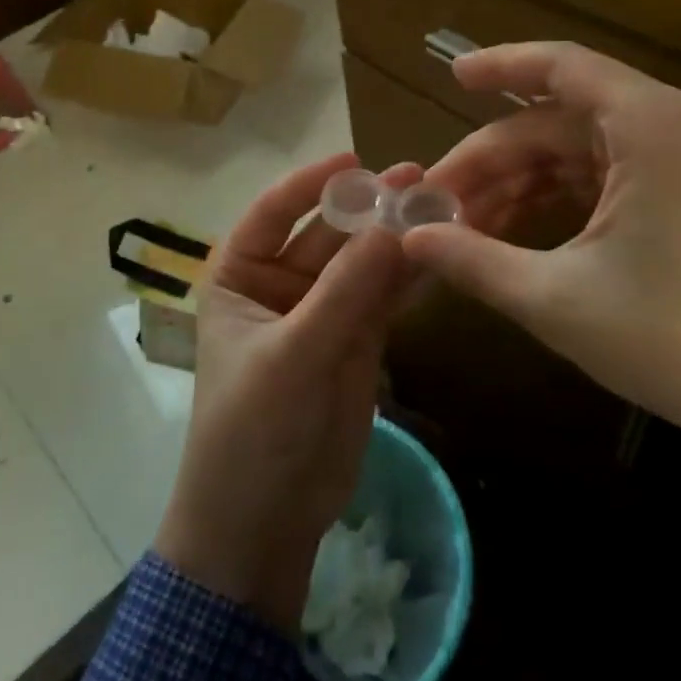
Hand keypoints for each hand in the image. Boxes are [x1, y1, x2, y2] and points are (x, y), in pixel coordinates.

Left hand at [154, 154, 417, 631]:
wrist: (265, 522)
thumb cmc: (254, 431)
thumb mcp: (294, 356)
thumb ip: (344, 292)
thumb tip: (393, 226)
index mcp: (239, 277)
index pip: (271, 213)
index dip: (310, 182)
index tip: (356, 158)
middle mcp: (279, 286)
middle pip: (327, 233)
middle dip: (368, 208)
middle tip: (419, 178)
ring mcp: (321, 313)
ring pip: (361, 263)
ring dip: (396, 238)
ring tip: (442, 205)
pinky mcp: (356, 342)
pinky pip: (383, 298)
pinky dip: (409, 277)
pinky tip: (442, 253)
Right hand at [403, 42, 680, 450]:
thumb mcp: (558, 300)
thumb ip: (475, 261)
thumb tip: (410, 239)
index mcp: (649, 125)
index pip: (559, 67)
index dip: (498, 67)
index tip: (450, 78)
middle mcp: (672, 121)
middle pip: (557, 120)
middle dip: (493, 160)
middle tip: (434, 204)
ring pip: (578, 149)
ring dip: (521, 183)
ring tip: (464, 227)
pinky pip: (607, 172)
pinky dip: (559, 196)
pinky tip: (515, 232)